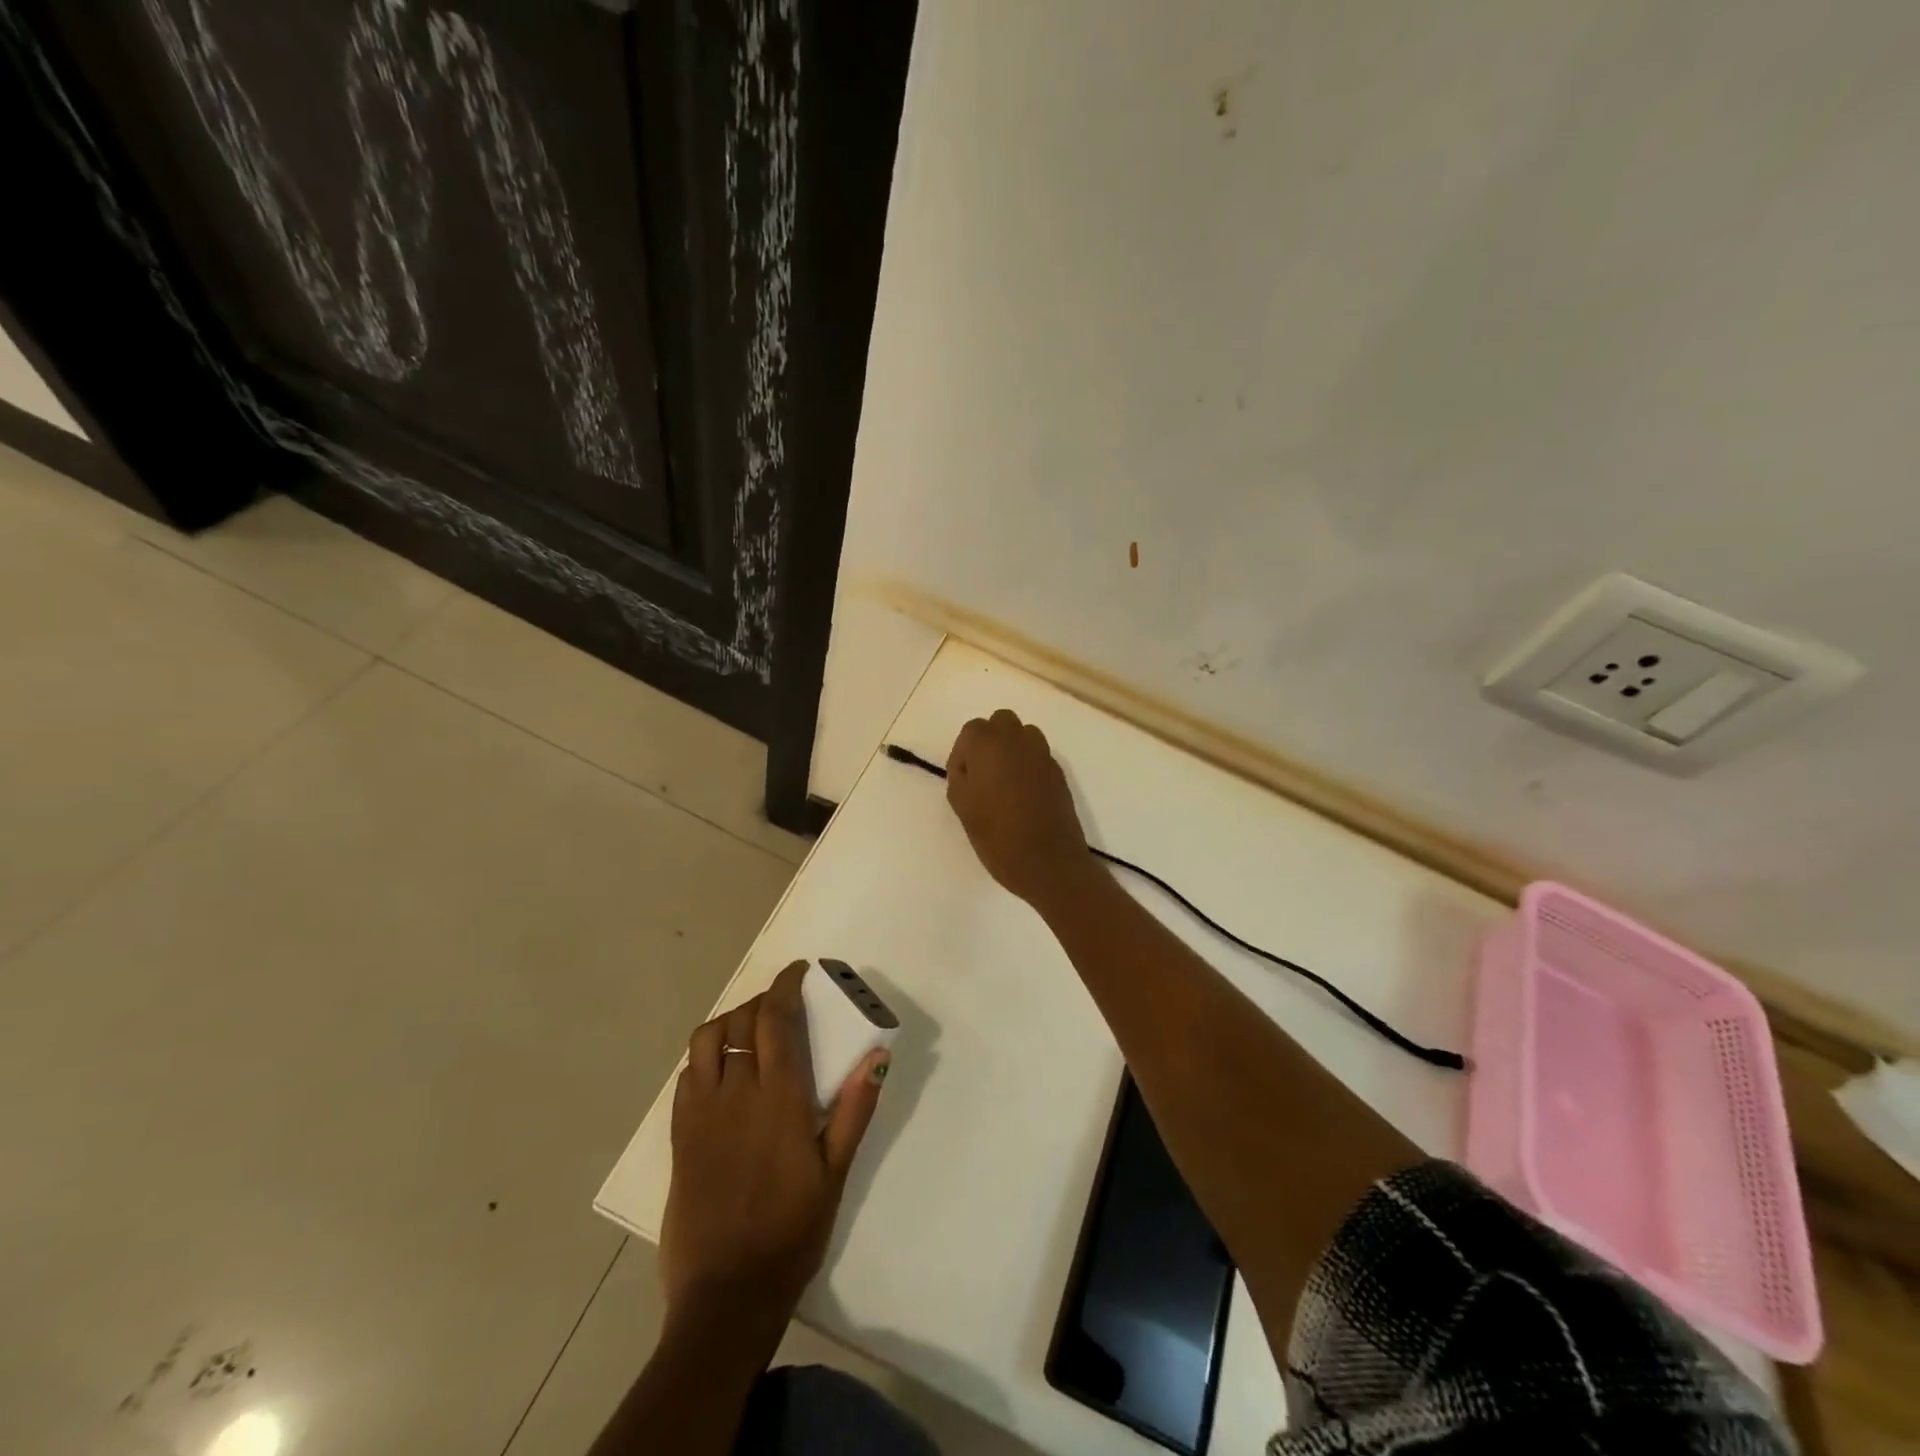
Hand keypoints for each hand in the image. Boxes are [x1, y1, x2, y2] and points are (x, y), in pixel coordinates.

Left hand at [660, 962, 888, 1327]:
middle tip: (782, 1004)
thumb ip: (855, 1109)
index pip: (775, 1018)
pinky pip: (687, 1075)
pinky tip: (723, 1071)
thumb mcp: (835, 1172)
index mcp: (779, 1097)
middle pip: (741, 1020)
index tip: (798, 971)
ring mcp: (701, 1113)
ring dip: (729, 1021)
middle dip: (761, 1000)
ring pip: (707, 1040)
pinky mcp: (680, 1136)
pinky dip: (706, 1057)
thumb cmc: (792, 1232)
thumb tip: (876, 1054)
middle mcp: (736, 1093)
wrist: (726, 1295)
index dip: (784, 985)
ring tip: (749, 1030)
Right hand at [945, 709, 1092, 906]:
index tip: (962, 781)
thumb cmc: (998, 837)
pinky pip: (1038, 755)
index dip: (963, 754)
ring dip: (1011, 749)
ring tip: (1004, 782)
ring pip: (1023, 734)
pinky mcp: (1059, 772)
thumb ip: (960, 777)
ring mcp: (1043, 755)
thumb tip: (969, 768)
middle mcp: (1018, 740)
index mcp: (990, 744)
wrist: (1049, 862)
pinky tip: (1023, 795)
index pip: (971, 731)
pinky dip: (1028, 765)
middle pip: (1000, 722)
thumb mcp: (963, 807)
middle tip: (982, 775)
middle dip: (989, 742)